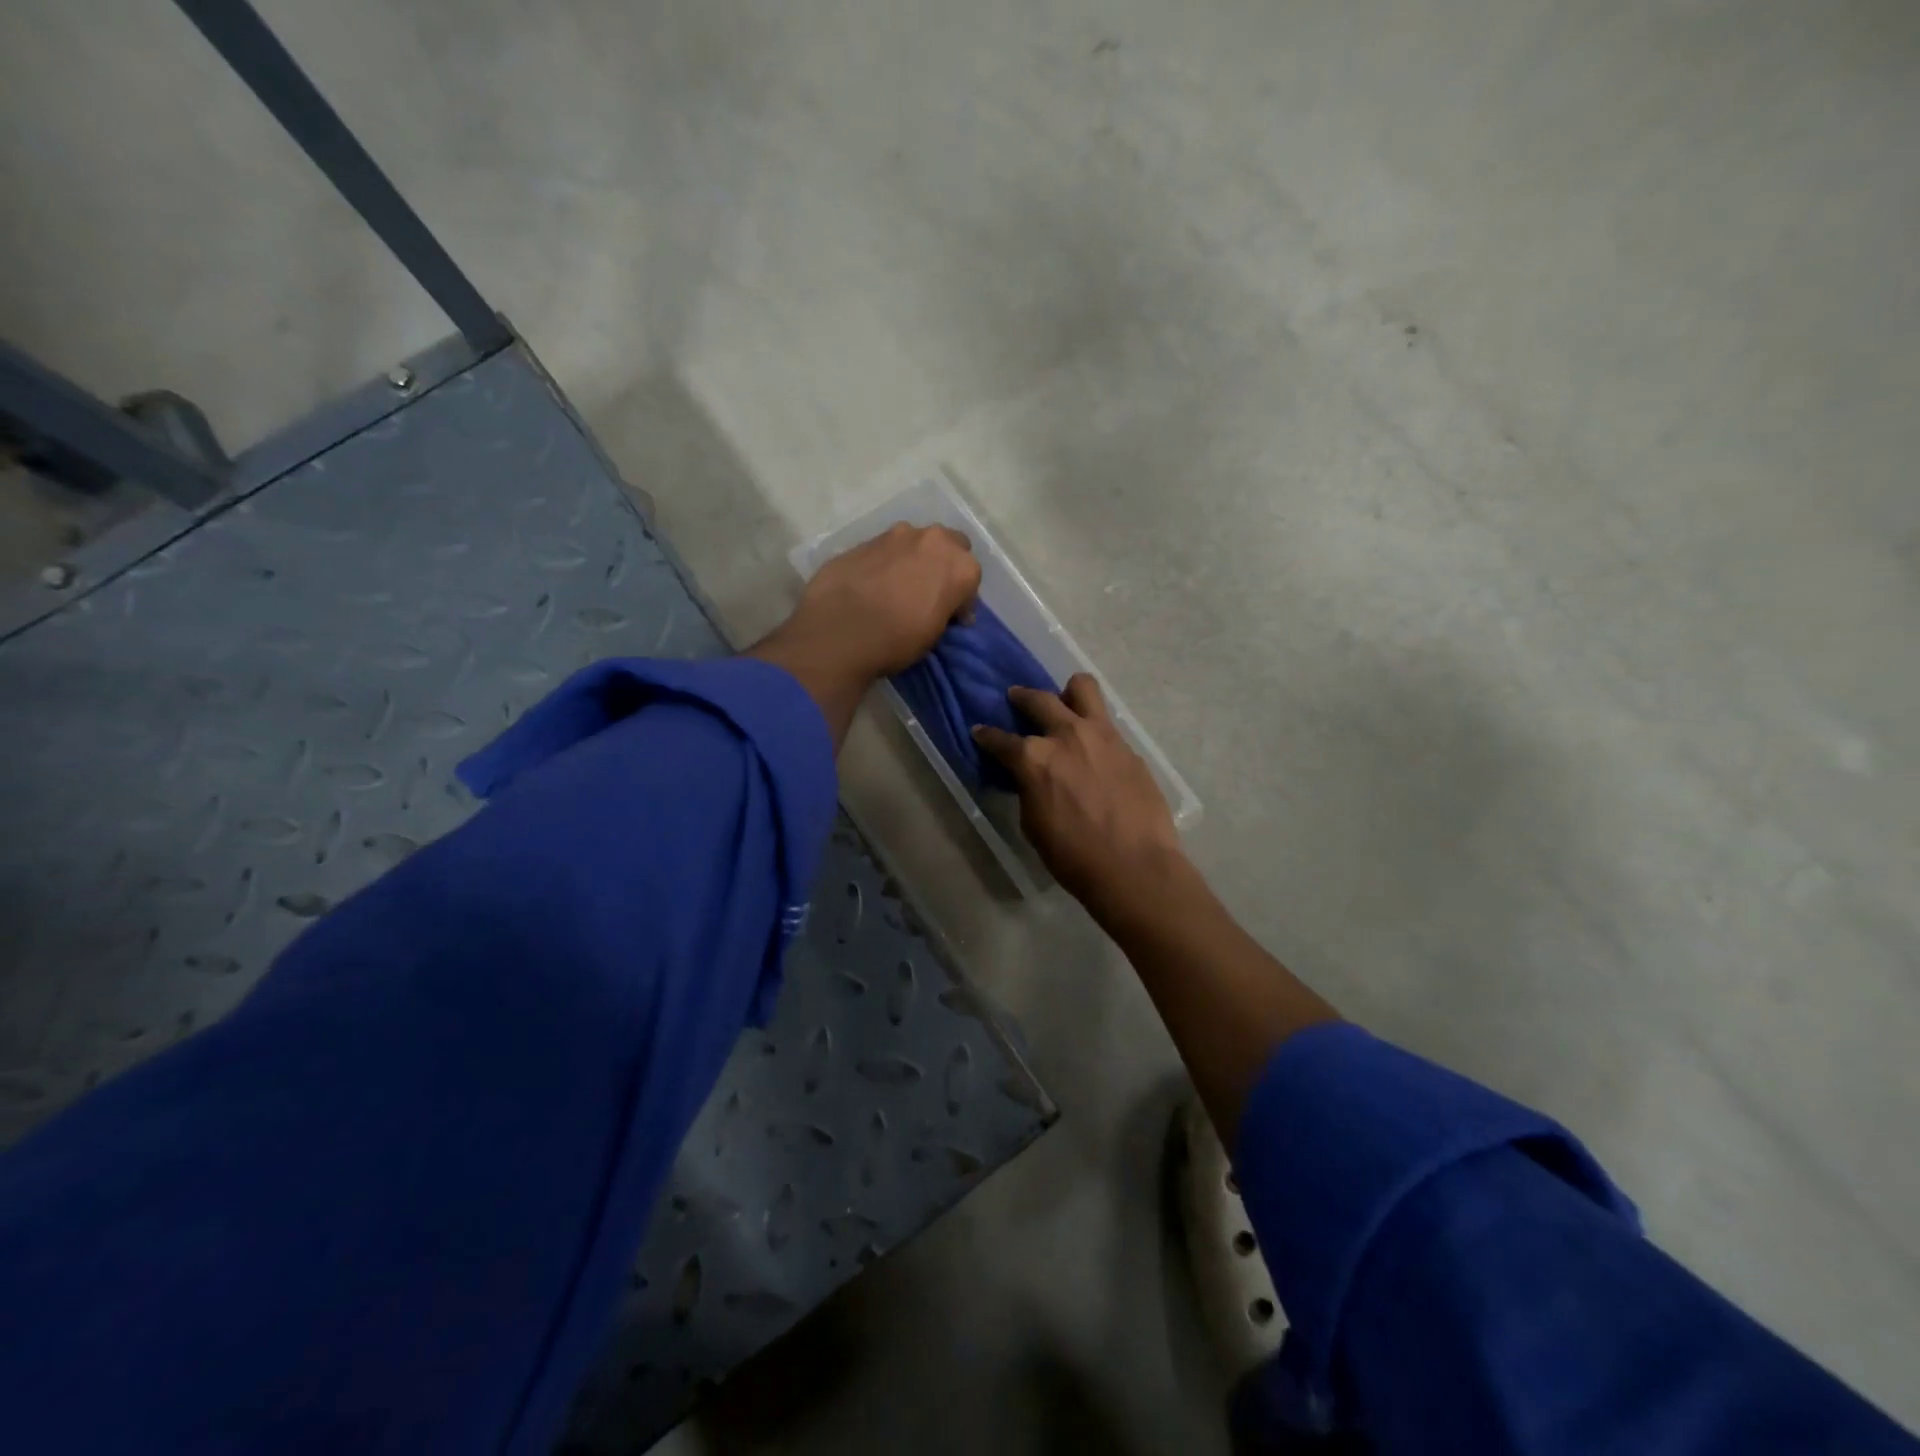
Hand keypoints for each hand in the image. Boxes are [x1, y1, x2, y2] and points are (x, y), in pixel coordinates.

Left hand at [749, 524, 979, 746]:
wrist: (838, 632)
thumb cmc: (897, 640)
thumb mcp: (934, 634)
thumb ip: (945, 609)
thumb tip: (944, 607)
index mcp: (959, 566)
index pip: (971, 579)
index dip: (962, 599)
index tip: (951, 617)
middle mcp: (932, 540)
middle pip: (949, 546)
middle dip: (944, 565)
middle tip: (931, 592)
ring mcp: (895, 535)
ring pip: (916, 542)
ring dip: (915, 559)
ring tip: (900, 587)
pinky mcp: (864, 540)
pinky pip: (886, 549)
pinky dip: (887, 563)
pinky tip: (874, 585)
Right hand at [972, 674, 1184, 910]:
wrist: (1134, 866)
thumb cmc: (1074, 855)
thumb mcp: (1034, 824)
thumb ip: (1029, 789)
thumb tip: (1030, 778)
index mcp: (1034, 758)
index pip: (1000, 739)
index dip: (986, 736)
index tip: (980, 731)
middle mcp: (1066, 735)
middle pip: (1039, 700)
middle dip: (1022, 697)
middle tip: (1017, 698)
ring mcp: (1101, 736)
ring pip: (1082, 688)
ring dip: (1067, 692)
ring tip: (1064, 701)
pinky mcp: (1128, 747)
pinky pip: (1106, 723)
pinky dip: (1094, 727)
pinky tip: (1093, 746)